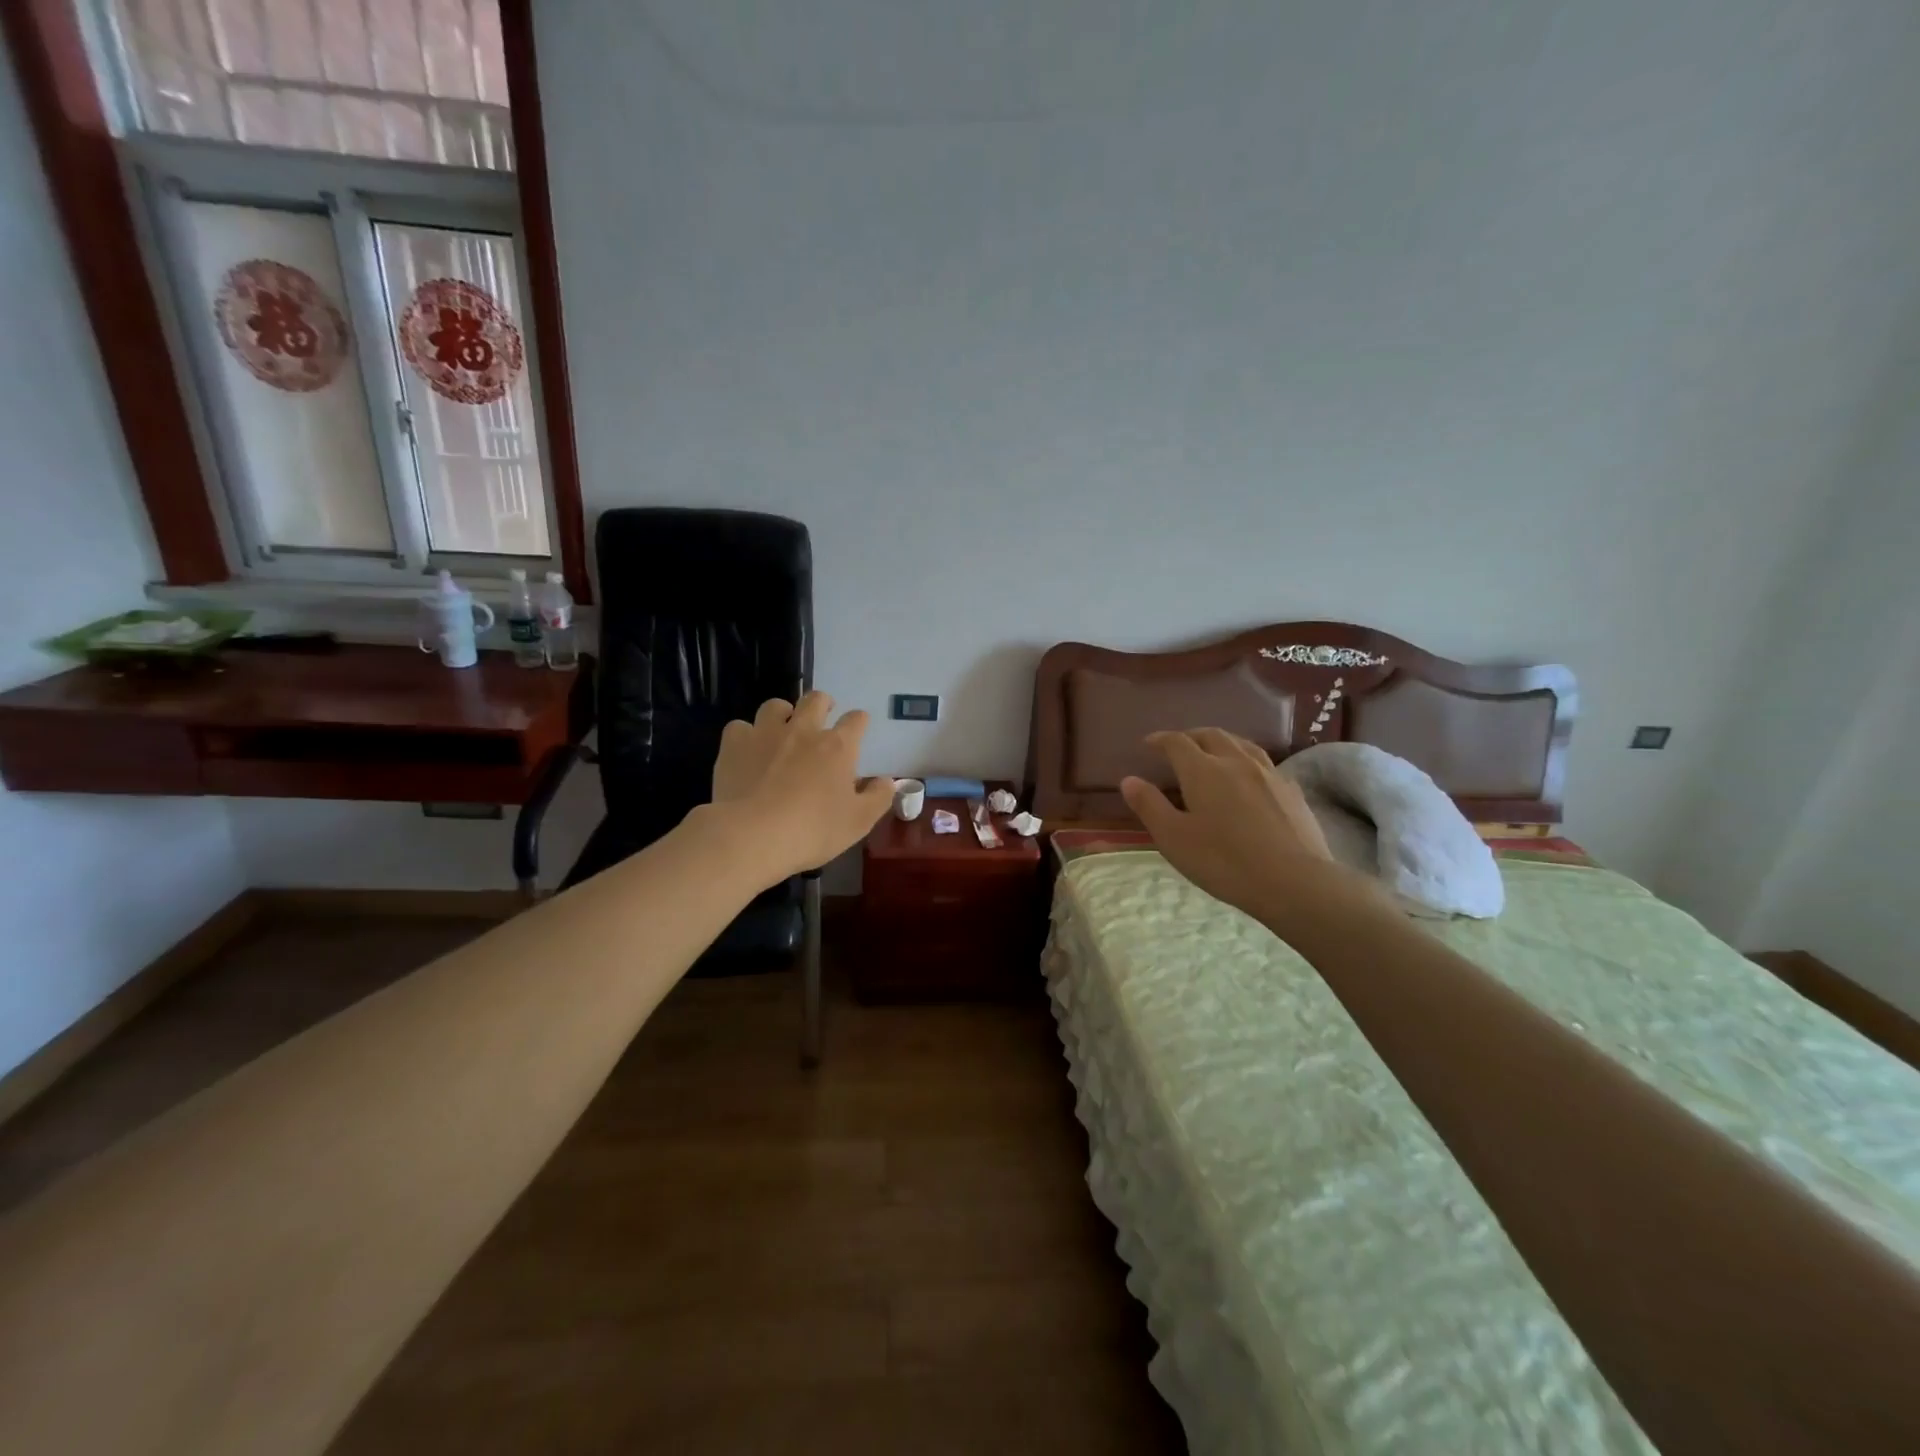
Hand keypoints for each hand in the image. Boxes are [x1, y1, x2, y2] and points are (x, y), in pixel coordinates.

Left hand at [710, 692, 894, 881]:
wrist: (751, 835)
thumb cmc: (812, 830)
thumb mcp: (858, 822)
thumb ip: (878, 797)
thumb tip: (887, 781)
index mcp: (837, 747)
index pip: (856, 720)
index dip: (859, 721)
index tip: (858, 728)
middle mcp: (803, 730)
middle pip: (816, 699)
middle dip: (823, 704)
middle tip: (823, 716)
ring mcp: (766, 733)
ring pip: (776, 706)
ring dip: (783, 713)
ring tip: (782, 729)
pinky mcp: (734, 744)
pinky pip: (740, 727)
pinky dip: (746, 735)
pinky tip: (747, 751)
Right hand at [1120, 729, 1364, 928]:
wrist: (1294, 882)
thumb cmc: (1224, 861)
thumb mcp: (1174, 838)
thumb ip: (1149, 806)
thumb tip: (1129, 780)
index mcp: (1203, 770)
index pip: (1177, 742)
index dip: (1161, 740)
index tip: (1149, 744)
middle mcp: (1236, 761)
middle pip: (1211, 735)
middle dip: (1191, 736)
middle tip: (1178, 746)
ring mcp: (1269, 774)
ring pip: (1242, 744)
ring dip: (1221, 742)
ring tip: (1213, 752)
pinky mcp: (1293, 791)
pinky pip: (1264, 764)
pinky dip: (1247, 761)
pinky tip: (1250, 778)